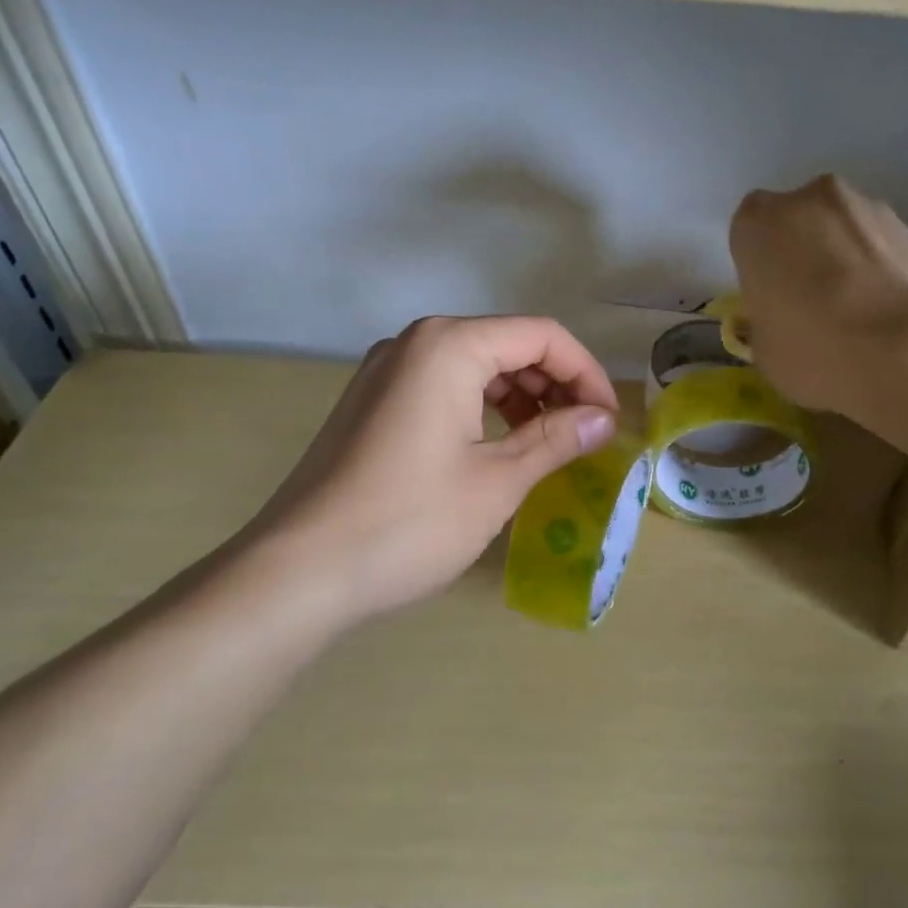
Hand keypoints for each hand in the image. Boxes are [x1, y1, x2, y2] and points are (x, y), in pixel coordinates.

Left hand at [237, 316, 618, 623]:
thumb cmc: (410, 521)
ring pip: (475, 366)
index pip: (542, 336)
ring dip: (521, 397)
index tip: (609, 420)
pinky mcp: (371, 402)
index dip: (586, 373)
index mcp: (449, 345)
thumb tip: (604, 420)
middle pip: (507, 344)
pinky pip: (444, 387)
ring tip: (548, 442)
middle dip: (555, 384)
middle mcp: (415, 342)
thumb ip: (556, 439)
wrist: (299, 571)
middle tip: (585, 434)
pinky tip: (498, 447)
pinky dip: (483, 409)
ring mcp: (386, 370)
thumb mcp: (498, 481)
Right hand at [729, 175, 907, 414]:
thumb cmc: (814, 350)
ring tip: (861, 313)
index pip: (750, 234)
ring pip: (847, 231)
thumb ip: (768, 318)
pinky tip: (893, 314)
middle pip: (801, 222)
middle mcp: (811, 199)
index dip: (762, 266)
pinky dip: (886, 272)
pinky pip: (886, 250)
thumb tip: (784, 318)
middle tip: (815, 304)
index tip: (773, 299)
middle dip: (806, 253)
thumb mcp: (765, 350)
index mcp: (759, 224)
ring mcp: (869, 208)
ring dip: (849, 259)